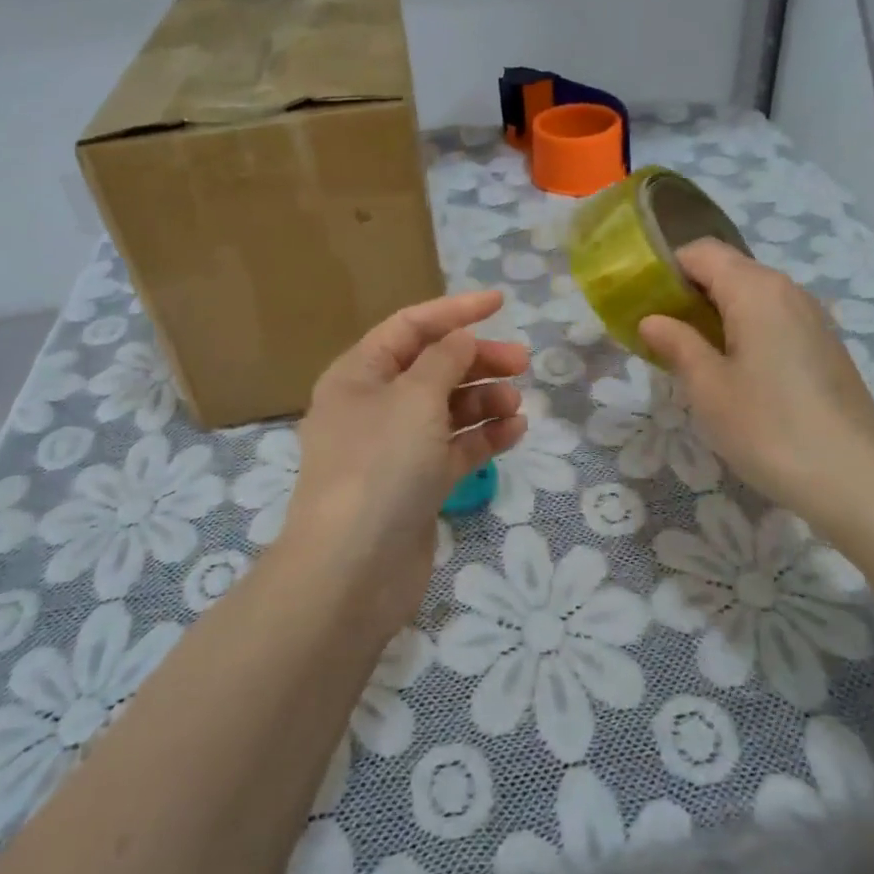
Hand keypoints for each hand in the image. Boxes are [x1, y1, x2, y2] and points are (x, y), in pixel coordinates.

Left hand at [280, 291, 529, 635]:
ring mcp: (394, 448)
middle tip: (521, 362)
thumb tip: (461, 337)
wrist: (353, 570)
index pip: (410, 327)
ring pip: (446, 409)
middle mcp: (373, 406)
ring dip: (483, 399)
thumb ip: (444, 359)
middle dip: (476, 360)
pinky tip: (514, 430)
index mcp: (359, 374)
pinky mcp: (416, 485)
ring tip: (516, 403)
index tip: (500, 303)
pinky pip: (454, 448)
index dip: (455, 310)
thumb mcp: (415, 397)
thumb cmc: (380, 465)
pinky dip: (483, 437)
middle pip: (432, 367)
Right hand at [638, 240, 873, 528]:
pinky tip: (735, 374)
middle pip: (728, 270)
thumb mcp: (708, 387)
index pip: (700, 252)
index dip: (666, 270)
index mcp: (755, 288)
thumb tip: (652, 320)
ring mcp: (811, 317)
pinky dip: (745, 331)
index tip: (642, 305)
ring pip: (751, 297)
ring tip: (693, 358)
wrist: (857, 479)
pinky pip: (773, 320)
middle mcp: (787, 290)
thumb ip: (677, 344)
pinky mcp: (824, 346)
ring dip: (716, 315)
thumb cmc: (769, 426)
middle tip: (661, 336)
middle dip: (688, 294)